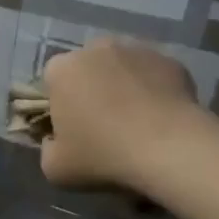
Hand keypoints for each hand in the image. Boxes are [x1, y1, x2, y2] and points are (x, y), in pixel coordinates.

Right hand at [40, 37, 199, 190]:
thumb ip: (47, 149)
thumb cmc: (103, 155)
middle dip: (91, 88)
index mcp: (62, 70)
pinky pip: (153, 75)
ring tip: (135, 120)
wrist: (170, 150)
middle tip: (102, 123)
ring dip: (122, 85)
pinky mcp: (171, 61)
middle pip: (87, 67)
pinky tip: (160, 118)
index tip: (70, 127)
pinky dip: (154, 89)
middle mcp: (96, 49)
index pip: (51, 80)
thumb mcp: (55, 169)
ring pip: (121, 67)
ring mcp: (137, 50)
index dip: (59, 103)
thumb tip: (56, 141)